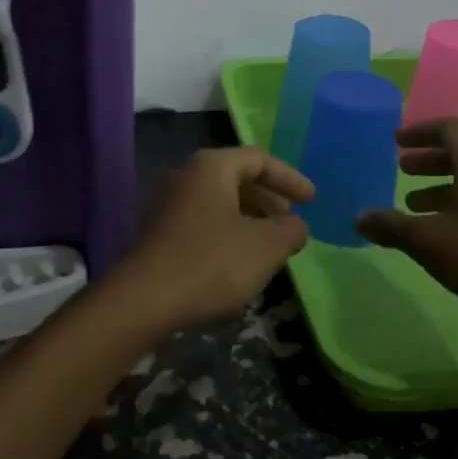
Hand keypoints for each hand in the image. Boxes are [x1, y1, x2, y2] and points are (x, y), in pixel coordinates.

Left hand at [116, 147, 314, 334]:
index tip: (312, 200)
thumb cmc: (211, 263)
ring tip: (269, 245)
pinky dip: (227, 231)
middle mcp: (185, 175)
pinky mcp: (159, 231)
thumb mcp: (266, 247)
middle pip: (235, 177)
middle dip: (267, 198)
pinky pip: (202, 220)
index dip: (289, 178)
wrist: (144, 299)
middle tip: (289, 222)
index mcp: (211, 166)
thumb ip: (290, 230)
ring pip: (218, 200)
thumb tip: (295, 225)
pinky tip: (238, 260)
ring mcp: (167, 202)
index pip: (258, 159)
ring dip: (248, 217)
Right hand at [356, 118, 457, 331]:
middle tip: (401, 170)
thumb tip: (359, 218)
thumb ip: (391, 227)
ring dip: (443, 187)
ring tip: (415, 205)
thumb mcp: (429, 241)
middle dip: (428, 160)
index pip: (449, 128)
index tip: (396, 141)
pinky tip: (446, 234)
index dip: (420, 131)